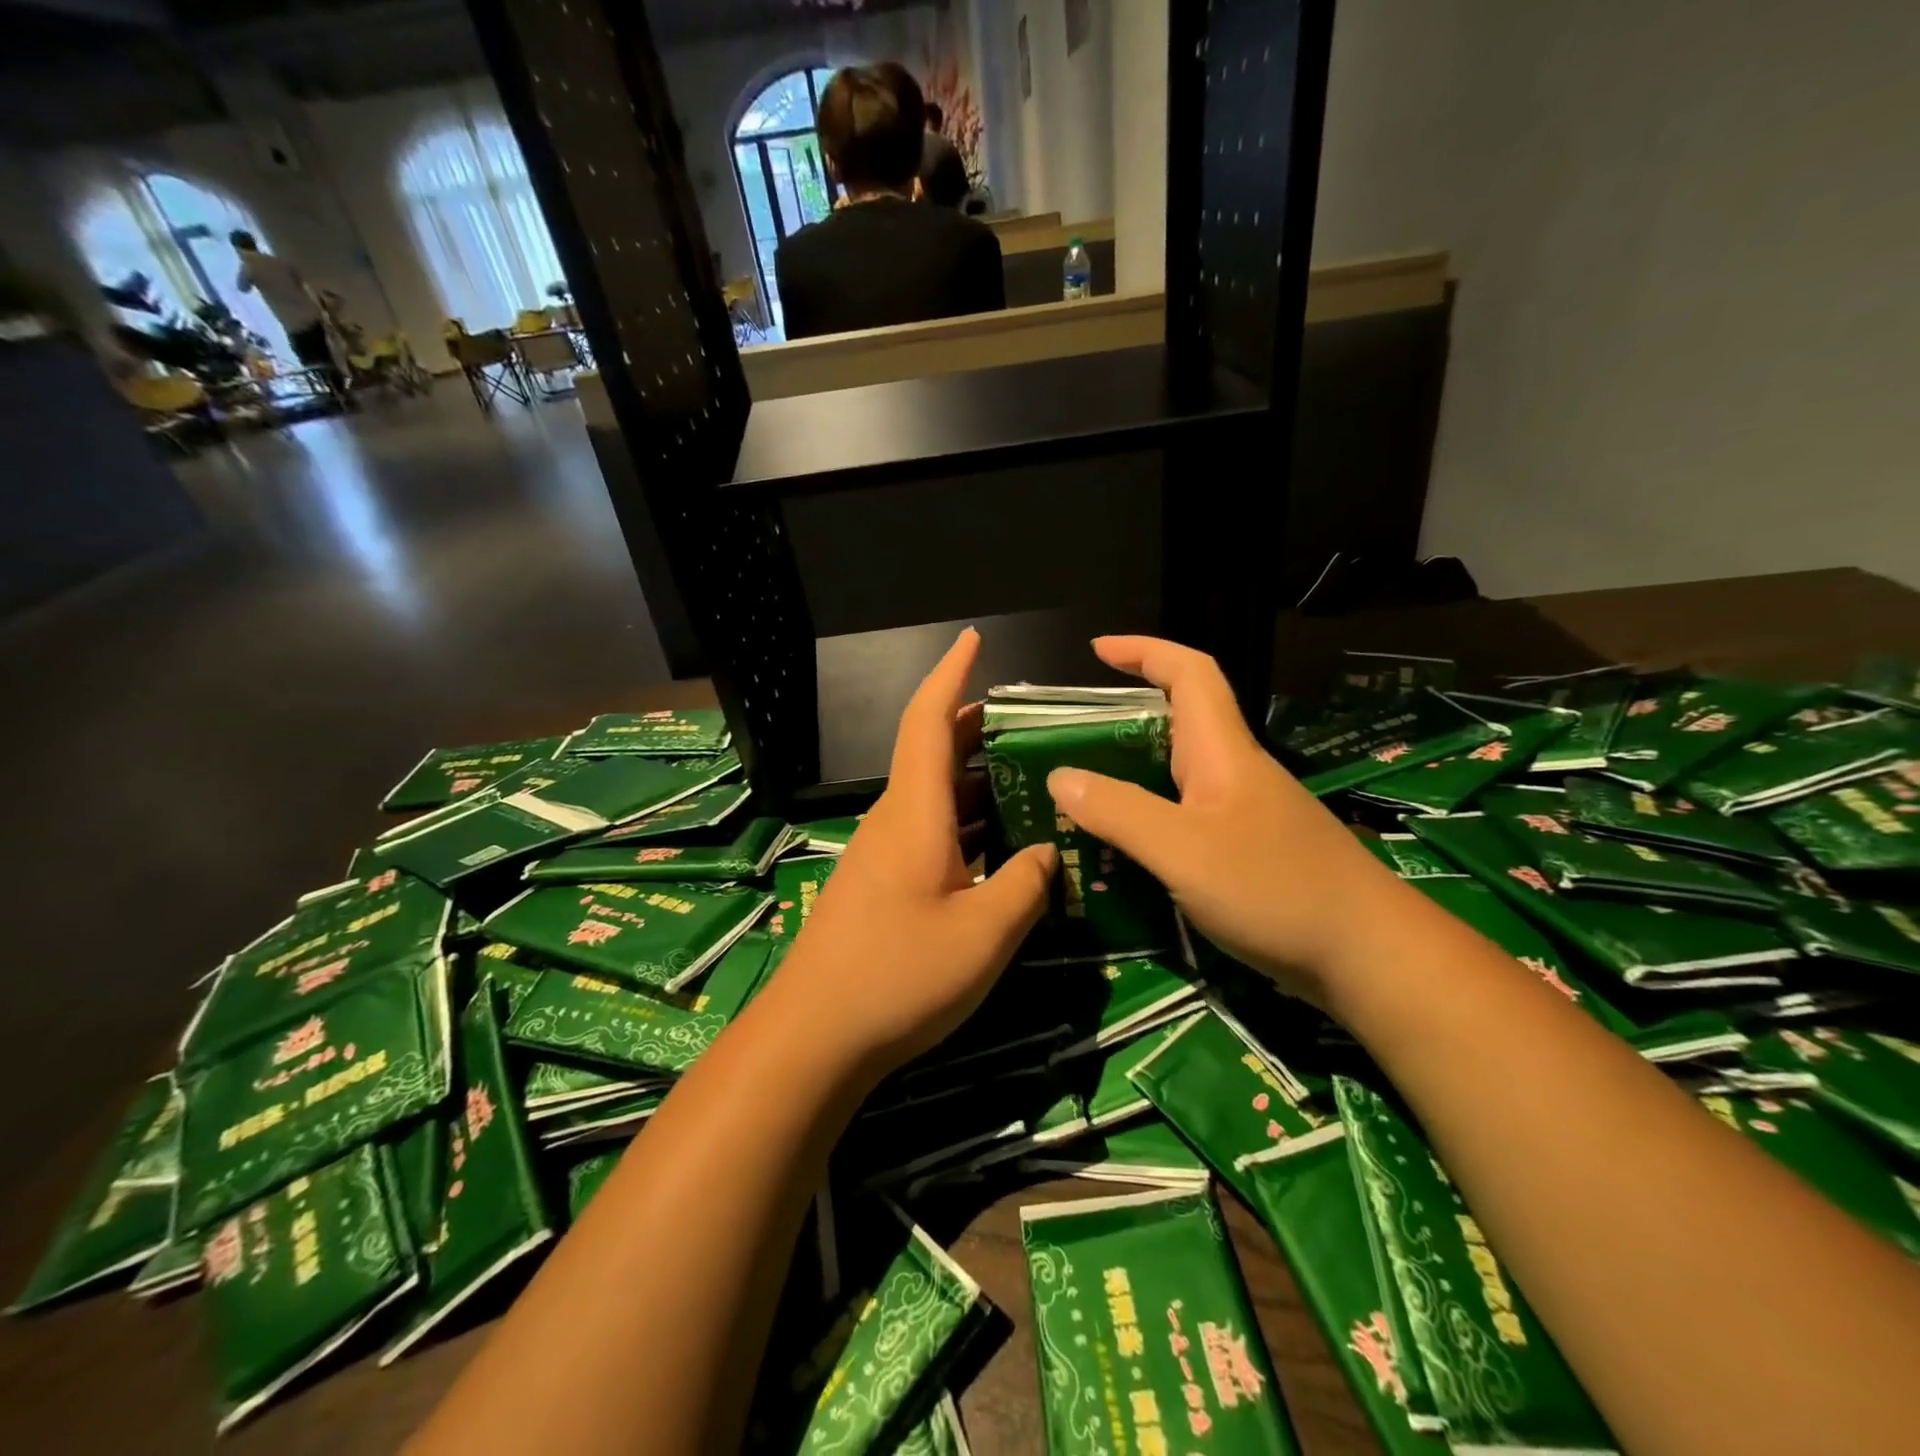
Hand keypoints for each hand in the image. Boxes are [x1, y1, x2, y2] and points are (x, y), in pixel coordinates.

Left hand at [773, 629, 1057, 1073]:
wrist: (815, 1038)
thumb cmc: (900, 976)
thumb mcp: (984, 932)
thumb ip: (1026, 882)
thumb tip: (1047, 849)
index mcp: (915, 813)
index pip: (929, 721)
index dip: (951, 674)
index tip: (974, 639)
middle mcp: (895, 821)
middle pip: (934, 754)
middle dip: (978, 728)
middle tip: (1032, 722)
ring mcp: (884, 855)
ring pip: (935, 797)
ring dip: (979, 781)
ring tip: (1032, 779)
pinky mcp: (882, 886)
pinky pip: (931, 834)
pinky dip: (968, 825)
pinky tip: (1002, 847)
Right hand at [1044, 636, 1405, 1006]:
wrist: (1369, 956)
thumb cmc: (1276, 889)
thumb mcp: (1183, 850)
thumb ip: (1119, 811)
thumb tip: (1060, 777)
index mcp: (1222, 753)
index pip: (1189, 673)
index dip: (1144, 651)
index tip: (1097, 650)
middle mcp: (1236, 772)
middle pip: (1180, 722)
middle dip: (1125, 716)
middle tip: (1072, 739)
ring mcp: (1248, 814)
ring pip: (1181, 774)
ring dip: (1134, 773)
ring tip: (1084, 797)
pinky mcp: (1252, 851)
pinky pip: (1188, 816)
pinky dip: (1152, 818)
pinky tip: (1129, 851)